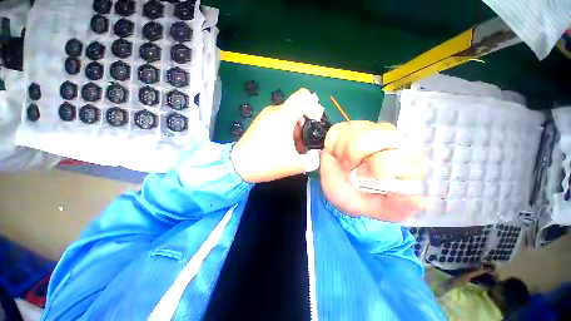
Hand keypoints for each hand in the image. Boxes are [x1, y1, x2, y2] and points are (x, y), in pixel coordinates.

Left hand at [231, 88, 320, 182]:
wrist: (238, 166)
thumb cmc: (267, 162)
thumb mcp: (295, 165)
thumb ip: (312, 159)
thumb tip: (318, 155)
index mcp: (284, 116)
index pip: (304, 96)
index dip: (314, 107)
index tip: (315, 123)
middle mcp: (274, 111)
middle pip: (297, 109)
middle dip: (305, 124)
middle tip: (304, 142)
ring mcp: (265, 116)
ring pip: (288, 115)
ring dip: (296, 129)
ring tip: (294, 147)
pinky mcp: (260, 122)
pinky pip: (278, 120)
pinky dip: (286, 130)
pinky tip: (283, 145)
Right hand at [320, 121, 426, 220]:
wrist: (337, 185)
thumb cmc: (359, 197)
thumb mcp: (378, 209)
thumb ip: (397, 208)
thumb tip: (418, 201)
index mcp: (407, 161)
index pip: (395, 155)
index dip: (375, 168)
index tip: (362, 178)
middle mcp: (393, 139)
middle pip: (371, 137)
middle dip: (354, 157)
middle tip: (351, 169)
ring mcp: (370, 129)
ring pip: (352, 133)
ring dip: (342, 152)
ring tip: (345, 162)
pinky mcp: (350, 126)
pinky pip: (337, 131)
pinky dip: (333, 145)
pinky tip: (338, 153)